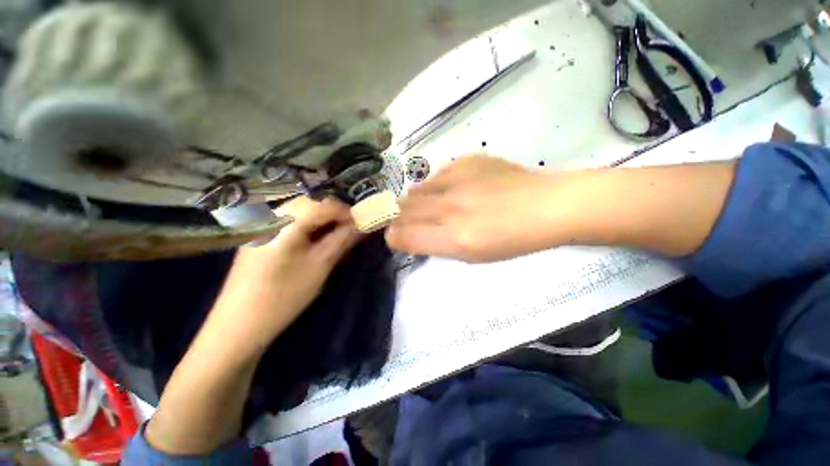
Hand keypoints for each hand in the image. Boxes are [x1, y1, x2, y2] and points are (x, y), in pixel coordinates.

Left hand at [208, 196, 361, 354]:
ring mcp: (262, 224)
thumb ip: (343, 240)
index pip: (325, 205)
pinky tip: (314, 239)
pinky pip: (289, 220)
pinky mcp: (259, 234)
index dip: (348, 213)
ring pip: (301, 210)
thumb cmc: (284, 296)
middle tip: (350, 231)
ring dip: (322, 220)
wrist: (239, 325)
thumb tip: (361, 225)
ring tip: (336, 236)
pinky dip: (308, 225)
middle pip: (312, 204)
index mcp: (286, 222)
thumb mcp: (320, 266)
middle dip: (335, 215)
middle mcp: (272, 215)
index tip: (362, 225)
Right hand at [386, 155, 568, 262]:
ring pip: (415, 191)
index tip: (396, 238)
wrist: (546, 205)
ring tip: (428, 207)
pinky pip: (435, 175)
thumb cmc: (512, 240)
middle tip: (406, 223)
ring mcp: (457, 181)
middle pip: (403, 210)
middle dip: (399, 219)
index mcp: (454, 238)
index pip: (402, 235)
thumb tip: (413, 235)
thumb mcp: (472, 255)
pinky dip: (435, 187)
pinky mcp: (466, 161)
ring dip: (415, 202)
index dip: (394, 237)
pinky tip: (449, 191)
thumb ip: (437, 245)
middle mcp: (450, 208)